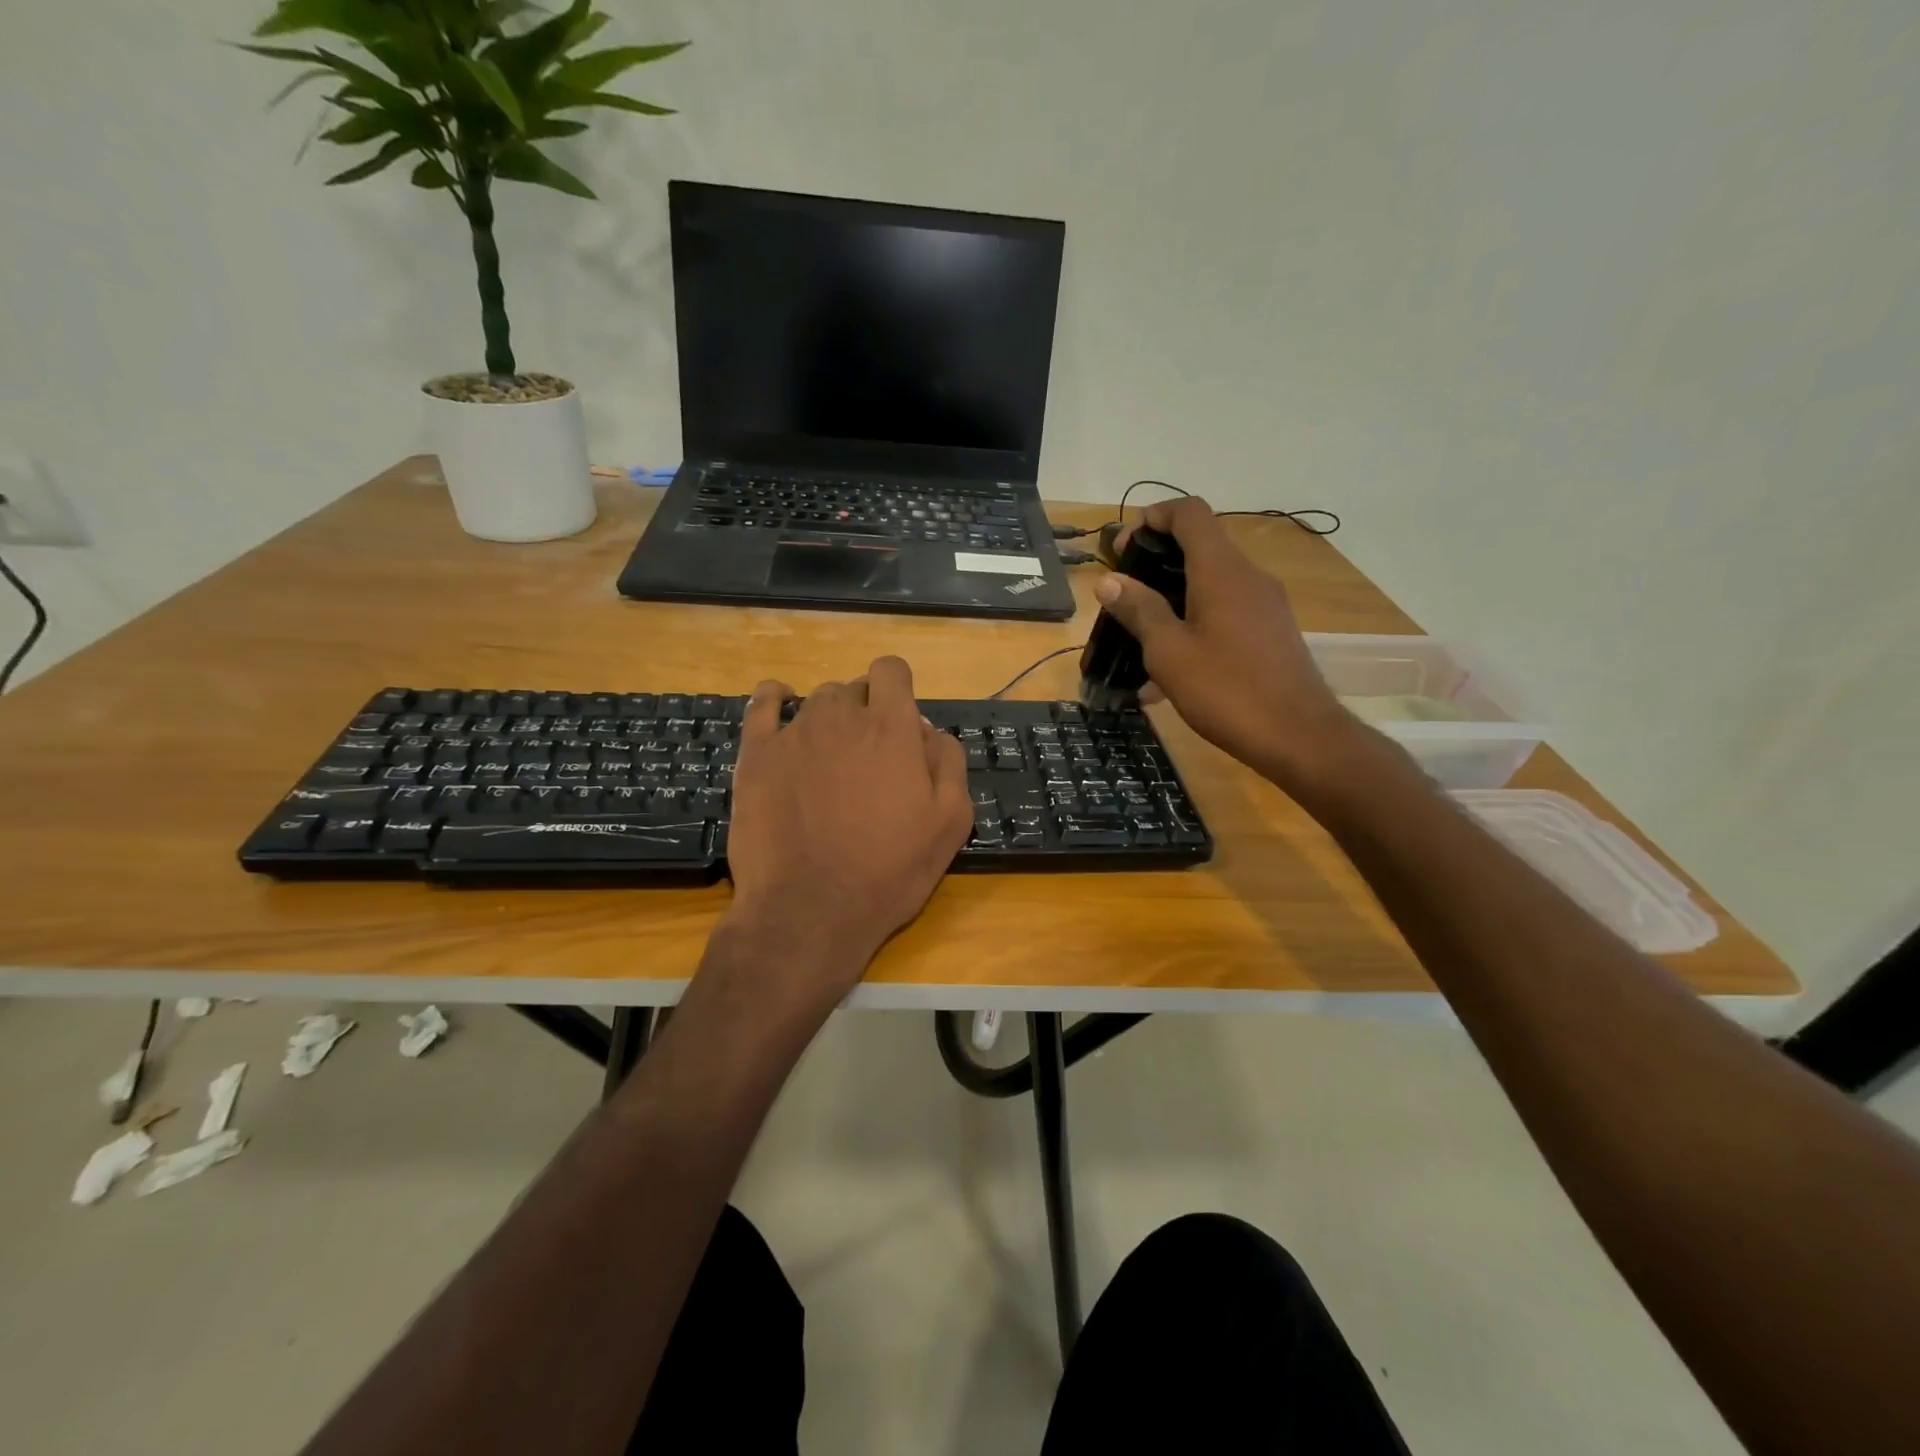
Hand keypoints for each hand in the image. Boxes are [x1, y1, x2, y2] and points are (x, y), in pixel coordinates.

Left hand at [723, 656, 973, 991]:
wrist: (810, 910)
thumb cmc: (889, 871)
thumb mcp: (951, 822)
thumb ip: (948, 762)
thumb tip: (928, 730)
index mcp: (891, 728)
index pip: (892, 671)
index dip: (898, 690)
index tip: (899, 723)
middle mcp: (842, 717)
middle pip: (855, 688)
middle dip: (866, 712)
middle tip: (869, 760)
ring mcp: (794, 733)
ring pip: (816, 701)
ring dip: (829, 718)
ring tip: (829, 758)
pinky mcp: (756, 755)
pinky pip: (763, 704)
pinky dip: (775, 699)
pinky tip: (780, 705)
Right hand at [1095, 497, 1357, 790]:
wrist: (1298, 736)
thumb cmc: (1226, 690)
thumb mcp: (1168, 652)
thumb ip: (1139, 610)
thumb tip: (1109, 581)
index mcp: (1221, 570)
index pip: (1189, 512)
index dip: (1153, 517)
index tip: (1124, 547)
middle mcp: (1248, 576)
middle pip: (1200, 544)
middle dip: (1157, 559)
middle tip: (1125, 592)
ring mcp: (1265, 603)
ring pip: (1212, 580)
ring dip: (1174, 594)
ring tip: (1142, 633)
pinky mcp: (1272, 630)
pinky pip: (1227, 608)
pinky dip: (1196, 618)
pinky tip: (1174, 664)